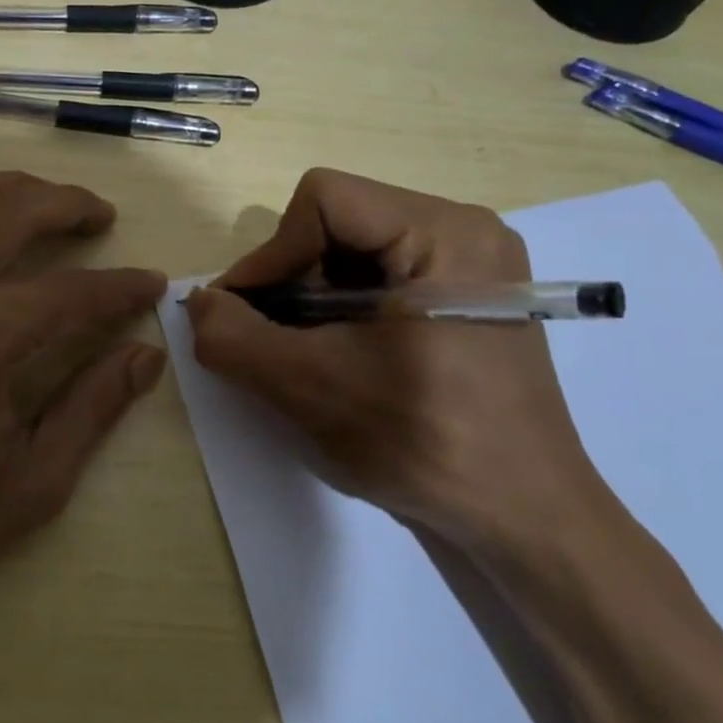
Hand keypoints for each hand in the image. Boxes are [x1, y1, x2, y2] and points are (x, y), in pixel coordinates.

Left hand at [0, 172, 165, 651]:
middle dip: (70, 204)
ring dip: (4, 186)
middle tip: (100, 214)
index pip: (73, 291)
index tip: (151, 284)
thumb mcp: (30, 484)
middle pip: (14, 210)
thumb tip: (146, 356)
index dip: (122, 286)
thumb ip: (93, 409)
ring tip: (37, 196)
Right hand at [184, 170, 602, 550]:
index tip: (243, 315)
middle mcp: (466, 231)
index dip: (270, 253)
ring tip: (300, 352)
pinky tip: (337, 355)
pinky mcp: (469, 297)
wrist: (525, 522)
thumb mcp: (312, 389)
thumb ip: (236, 338)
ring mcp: (473, 264)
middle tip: (266, 338)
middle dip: (290, 278)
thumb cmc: (427, 446)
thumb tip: (197, 302)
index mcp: (445, 233)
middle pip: (339, 221)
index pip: (324, 200)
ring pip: (355, 249)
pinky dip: (341, 308)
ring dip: (310, 297)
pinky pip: (382, 275)